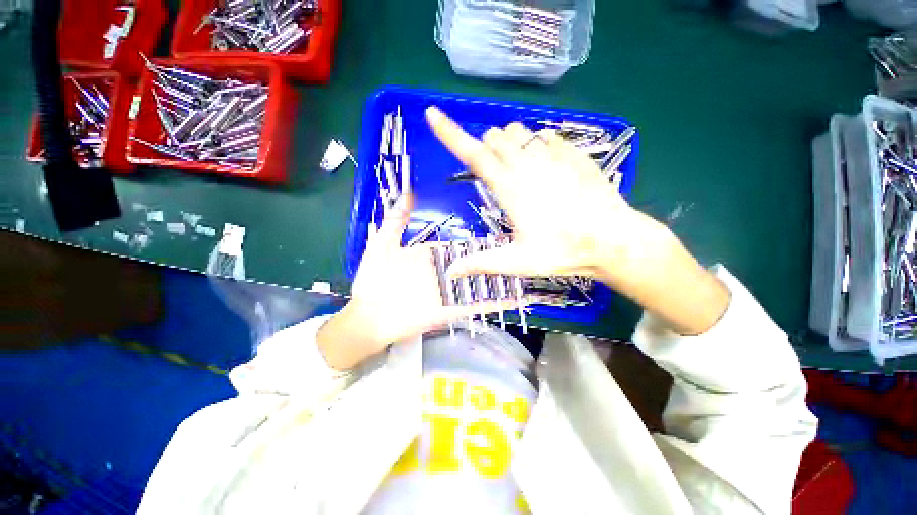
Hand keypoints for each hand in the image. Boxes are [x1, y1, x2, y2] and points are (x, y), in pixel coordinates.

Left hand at [316, 196, 511, 370]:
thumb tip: (409, 192)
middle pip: (474, 263)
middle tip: (523, 251)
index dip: (478, 239)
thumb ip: (396, 220)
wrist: (367, 316)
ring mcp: (449, 292)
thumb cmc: (373, 279)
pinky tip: (515, 299)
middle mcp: (444, 272)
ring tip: (526, 274)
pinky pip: (475, 305)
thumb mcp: (382, 245)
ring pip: (479, 283)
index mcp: (431, 255)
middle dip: (496, 259)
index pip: (459, 245)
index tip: (500, 231)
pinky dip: (494, 303)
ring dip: (501, 280)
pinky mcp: (450, 311)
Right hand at [425, 106, 659, 283]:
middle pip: (494, 137)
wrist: (612, 240)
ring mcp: (553, 155)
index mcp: (509, 188)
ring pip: (519, 131)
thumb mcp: (516, 262)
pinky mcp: (574, 153)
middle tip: (495, 175)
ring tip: (518, 169)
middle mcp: (527, 164)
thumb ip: (481, 263)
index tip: (433, 114)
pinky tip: (545, 166)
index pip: (473, 154)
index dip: (450, 134)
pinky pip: (546, 135)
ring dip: (510, 144)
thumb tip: (450, 272)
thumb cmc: (561, 252)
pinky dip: (537, 144)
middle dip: (487, 148)